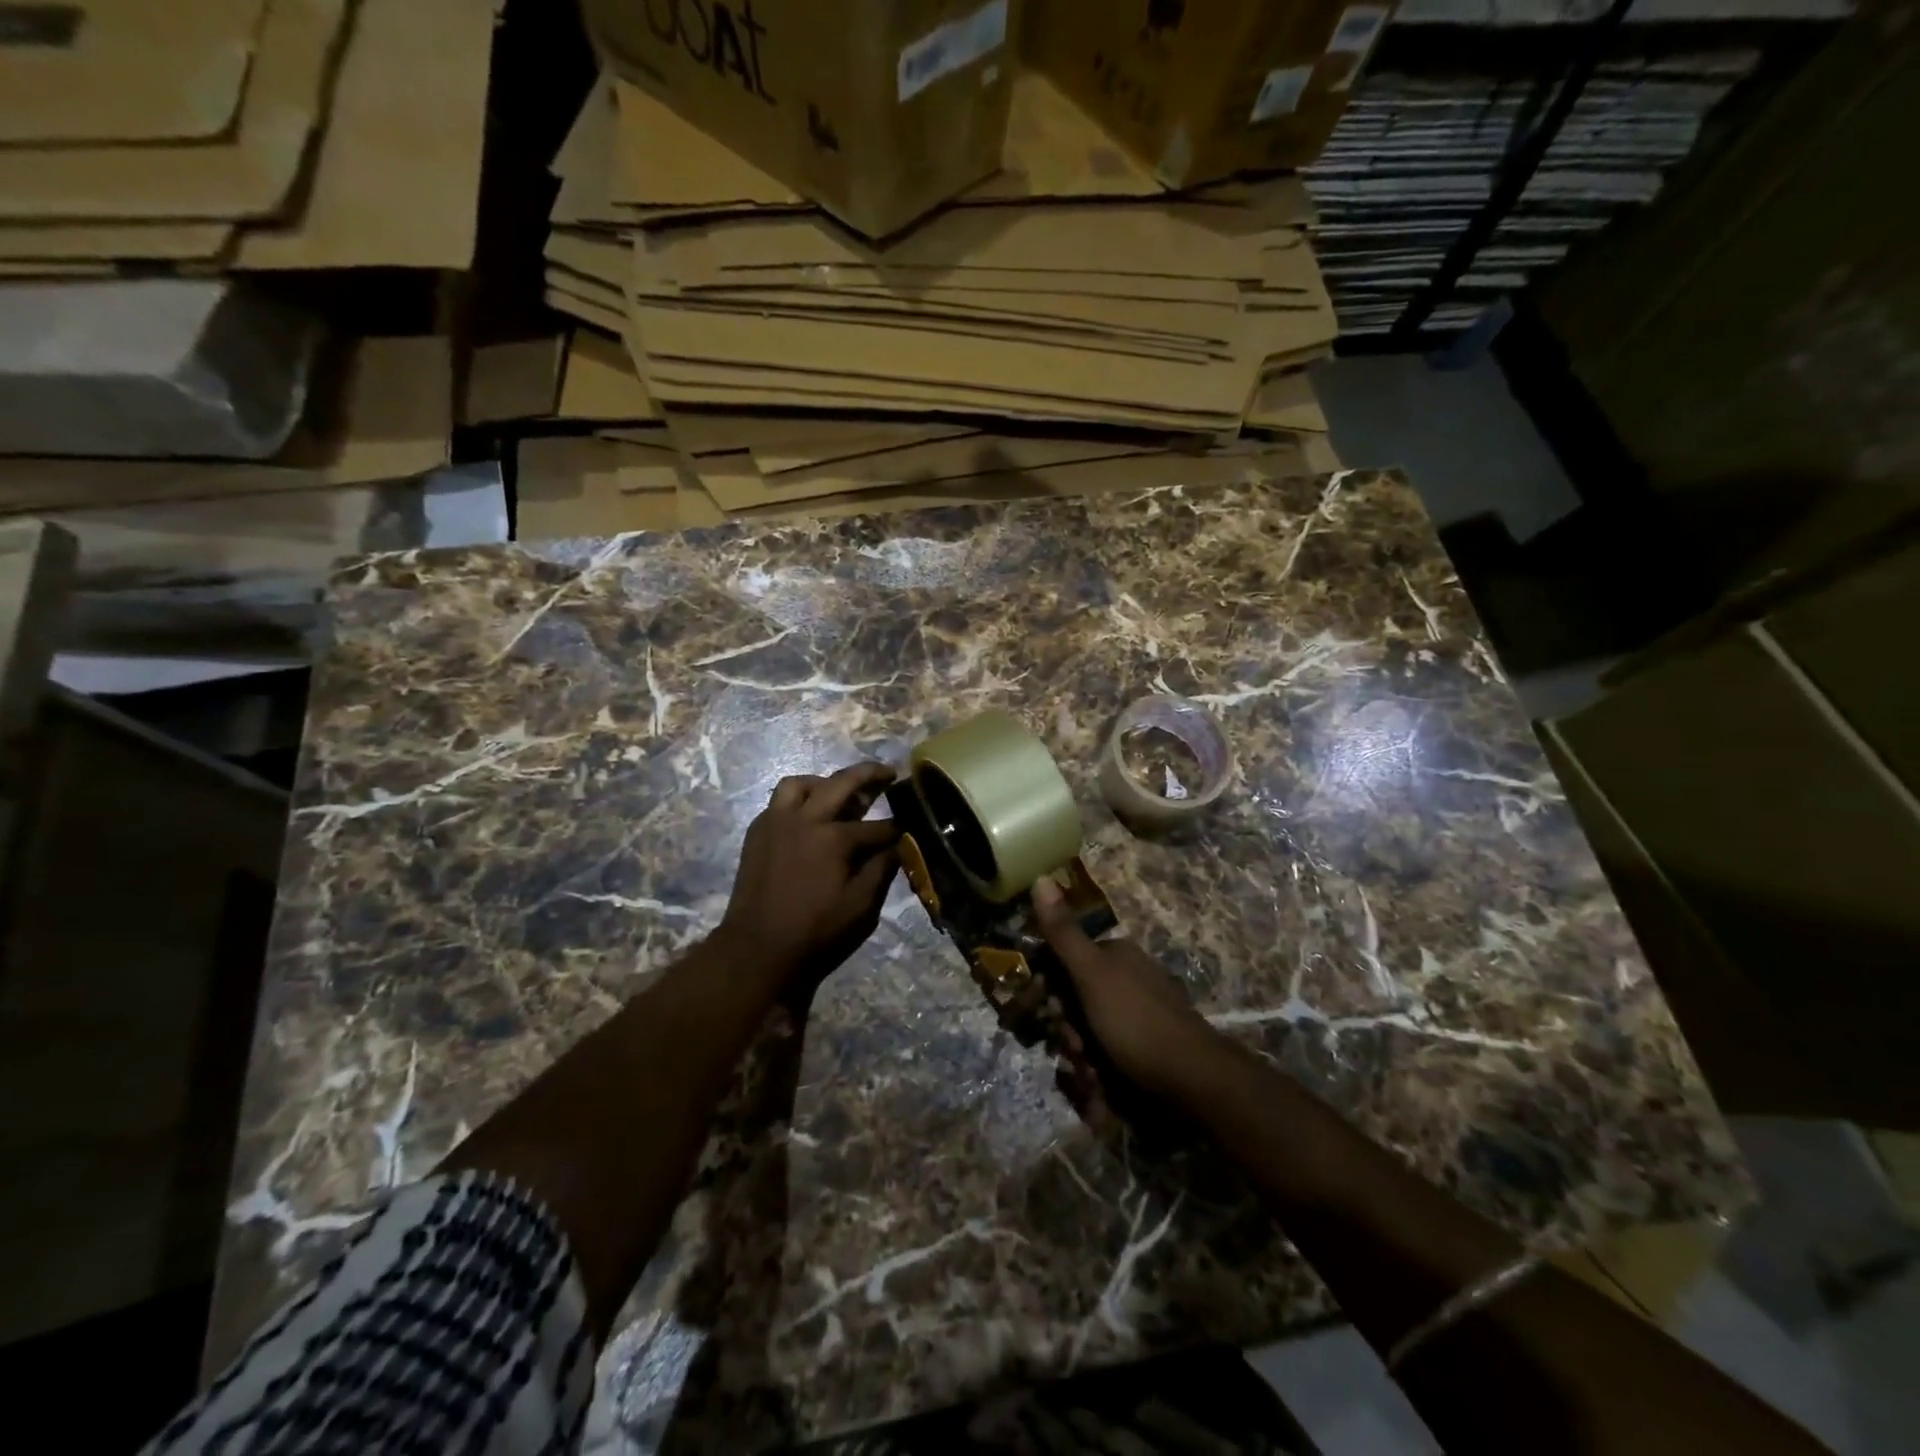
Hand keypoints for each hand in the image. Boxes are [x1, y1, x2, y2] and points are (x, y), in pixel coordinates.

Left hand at [720, 763, 899, 988]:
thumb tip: (897, 846)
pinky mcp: (757, 832)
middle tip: (887, 773)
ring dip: (824, 782)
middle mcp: (804, 819)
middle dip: (869, 774)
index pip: (876, 826)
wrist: (757, 949)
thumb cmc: (814, 931)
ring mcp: (776, 822)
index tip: (910, 826)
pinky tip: (808, 817)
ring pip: (800, 784)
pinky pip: (778, 801)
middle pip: (841, 783)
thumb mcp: (860, 907)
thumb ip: (881, 869)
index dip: (896, 828)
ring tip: (838, 792)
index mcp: (833, 838)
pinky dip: (798, 800)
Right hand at [1031, 876, 1221, 1100]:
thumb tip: (1040, 877)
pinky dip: (1103, 1066)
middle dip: (1068, 1027)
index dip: (1048, 988)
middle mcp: (1129, 976)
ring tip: (1092, 1072)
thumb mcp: (1091, 973)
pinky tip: (1106, 1082)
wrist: (1193, 1077)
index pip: (1065, 961)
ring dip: (1082, 1052)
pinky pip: (1112, 1049)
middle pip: (1077, 999)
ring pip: (1091, 1028)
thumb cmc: (1135, 1020)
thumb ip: (1063, 933)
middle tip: (1074, 1049)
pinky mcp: (1150, 1043)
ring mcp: (1141, 1010)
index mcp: (1117, 954)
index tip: (1044, 1013)